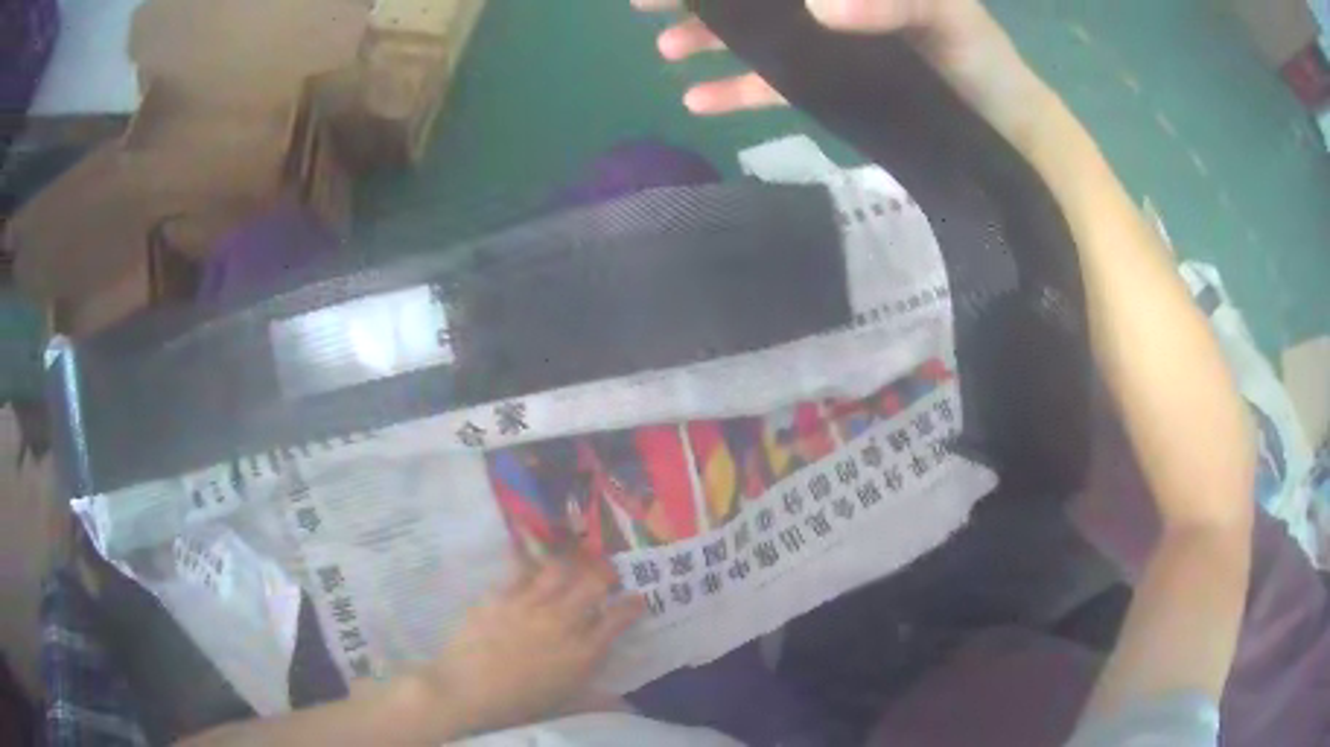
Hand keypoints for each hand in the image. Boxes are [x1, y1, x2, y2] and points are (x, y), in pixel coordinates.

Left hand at [413, 559, 644, 736]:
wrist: (466, 691)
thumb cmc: (519, 705)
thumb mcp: (566, 704)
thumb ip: (598, 699)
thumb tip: (625, 705)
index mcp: (583, 651)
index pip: (620, 618)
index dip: (633, 604)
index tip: (638, 598)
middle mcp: (562, 620)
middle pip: (595, 582)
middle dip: (607, 572)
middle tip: (607, 572)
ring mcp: (529, 603)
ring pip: (560, 568)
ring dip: (572, 563)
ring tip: (573, 561)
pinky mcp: (499, 595)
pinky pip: (519, 569)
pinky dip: (529, 561)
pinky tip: (528, 557)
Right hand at [633, 0, 1050, 146]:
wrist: (1001, 123)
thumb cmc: (979, 56)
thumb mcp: (947, 17)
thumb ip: (892, 3)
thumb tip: (820, 6)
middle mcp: (832, 2)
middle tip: (645, 2)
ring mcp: (826, 42)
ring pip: (756, 34)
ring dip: (707, 38)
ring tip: (666, 49)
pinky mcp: (830, 83)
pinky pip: (775, 83)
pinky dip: (736, 90)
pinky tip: (698, 98)